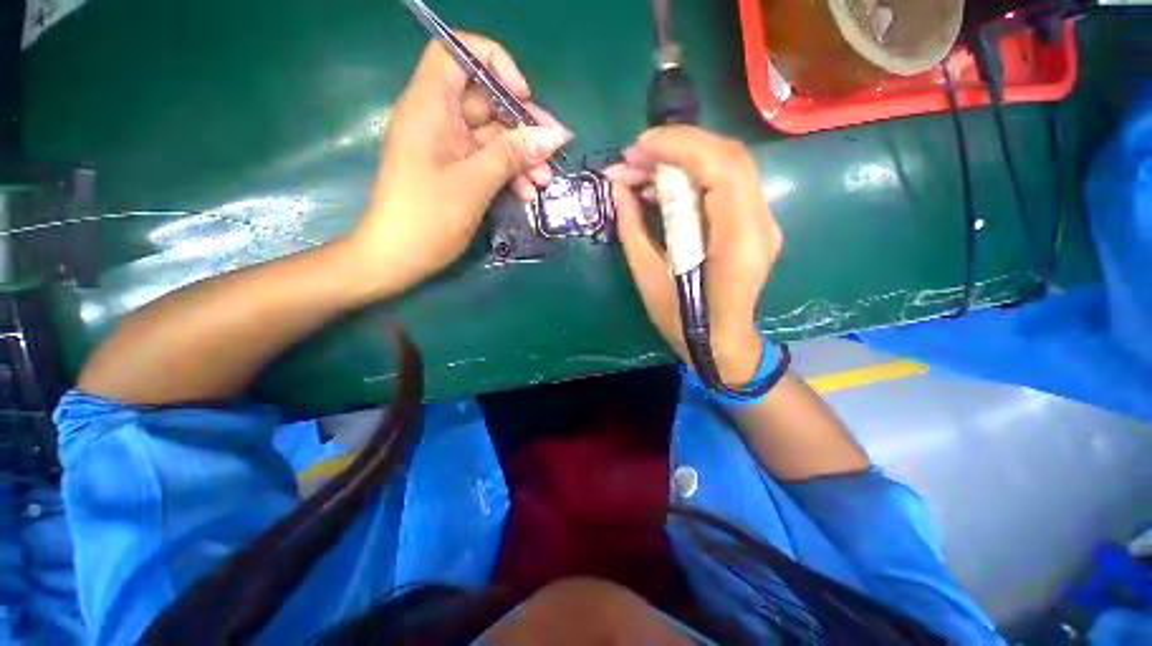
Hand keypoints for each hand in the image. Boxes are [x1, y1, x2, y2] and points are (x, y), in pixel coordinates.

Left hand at [350, 33, 570, 294]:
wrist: (397, 258)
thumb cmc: (428, 217)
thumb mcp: (474, 183)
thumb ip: (513, 154)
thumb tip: (554, 134)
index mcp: (429, 106)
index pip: (456, 53)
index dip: (492, 63)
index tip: (522, 95)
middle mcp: (438, 119)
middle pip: (485, 100)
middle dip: (522, 124)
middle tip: (553, 149)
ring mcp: (447, 147)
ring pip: (492, 136)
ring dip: (522, 156)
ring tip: (545, 182)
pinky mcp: (455, 171)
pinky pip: (488, 161)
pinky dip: (509, 174)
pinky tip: (528, 194)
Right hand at [606, 126, 781, 383]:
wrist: (721, 343)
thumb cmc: (682, 321)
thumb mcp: (648, 278)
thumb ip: (632, 228)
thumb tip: (617, 187)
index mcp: (736, 242)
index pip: (721, 169)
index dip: (679, 146)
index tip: (638, 146)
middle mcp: (760, 225)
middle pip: (730, 157)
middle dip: (679, 145)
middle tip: (635, 155)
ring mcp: (763, 223)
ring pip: (730, 166)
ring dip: (685, 158)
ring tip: (643, 168)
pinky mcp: (754, 225)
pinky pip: (728, 185)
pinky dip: (695, 175)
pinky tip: (664, 186)